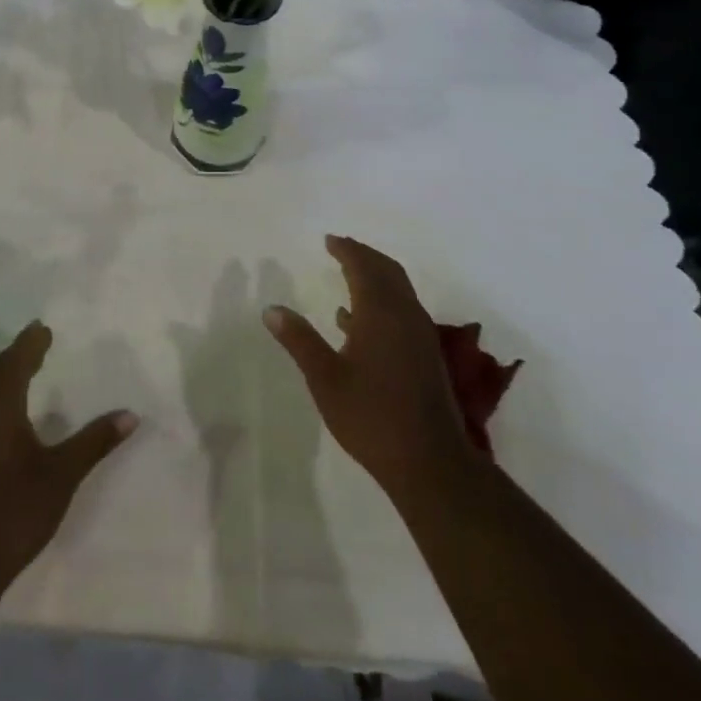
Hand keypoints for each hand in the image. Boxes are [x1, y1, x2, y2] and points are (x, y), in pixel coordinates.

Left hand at [0, 322, 138, 591]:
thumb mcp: (62, 474)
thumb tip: (130, 415)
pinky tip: (11, 410)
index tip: (44, 328)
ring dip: (6, 373)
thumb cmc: (15, 509)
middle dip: (17, 353)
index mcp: (0, 410)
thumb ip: (94, 442)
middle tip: (37, 340)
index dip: (29, 344)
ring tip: (27, 366)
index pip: (14, 363)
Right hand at [265, 236, 475, 508]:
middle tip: (341, 248)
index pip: (363, 267)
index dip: (346, 250)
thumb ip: (299, 340)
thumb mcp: (324, 378)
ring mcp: (420, 336)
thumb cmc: (371, 416)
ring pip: (399, 291)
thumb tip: (271, 309)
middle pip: (387, 271)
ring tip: (348, 275)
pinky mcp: (425, 355)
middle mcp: (405, 315)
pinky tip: (355, 322)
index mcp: (380, 313)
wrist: (429, 461)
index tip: (329, 240)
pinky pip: (402, 311)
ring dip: (375, 276)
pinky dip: (382, 301)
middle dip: (364, 256)